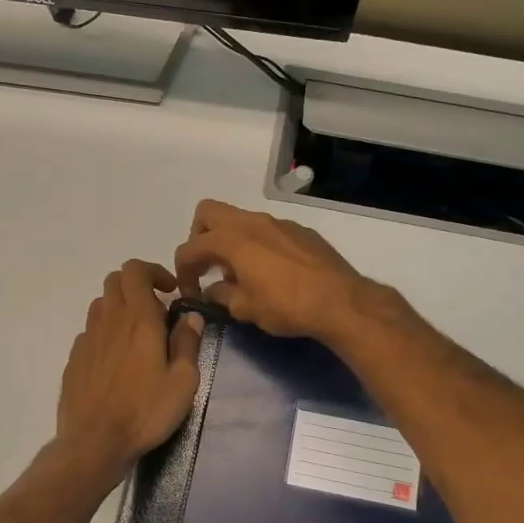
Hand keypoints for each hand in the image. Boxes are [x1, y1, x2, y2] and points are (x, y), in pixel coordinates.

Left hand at [55, 260, 204, 479]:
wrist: (94, 442)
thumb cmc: (145, 411)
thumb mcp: (183, 382)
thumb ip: (188, 344)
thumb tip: (191, 317)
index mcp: (138, 319)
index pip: (135, 270)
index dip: (153, 271)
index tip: (170, 291)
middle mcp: (109, 320)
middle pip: (115, 281)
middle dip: (137, 286)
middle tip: (156, 312)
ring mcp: (87, 339)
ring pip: (101, 305)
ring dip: (120, 309)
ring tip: (137, 337)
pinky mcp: (74, 359)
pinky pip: (90, 332)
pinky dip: (105, 334)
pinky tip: (116, 362)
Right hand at [173, 200, 373, 342]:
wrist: (341, 301)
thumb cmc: (286, 306)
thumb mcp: (245, 309)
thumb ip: (222, 295)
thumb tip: (213, 290)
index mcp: (231, 239)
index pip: (190, 247)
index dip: (183, 270)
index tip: (191, 291)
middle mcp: (251, 222)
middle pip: (208, 213)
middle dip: (199, 237)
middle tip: (208, 265)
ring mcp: (277, 222)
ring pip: (240, 219)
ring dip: (230, 240)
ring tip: (239, 271)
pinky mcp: (299, 230)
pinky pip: (267, 229)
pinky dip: (257, 243)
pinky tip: (270, 271)